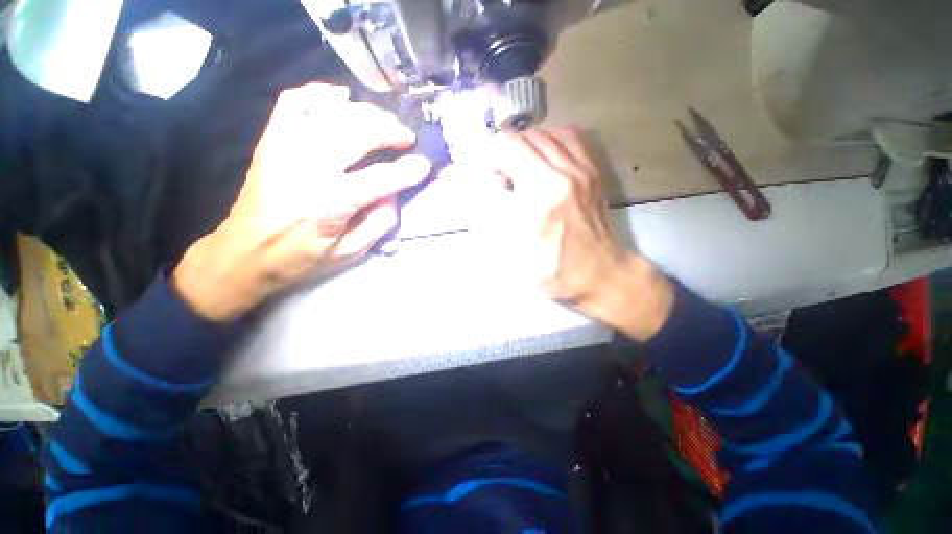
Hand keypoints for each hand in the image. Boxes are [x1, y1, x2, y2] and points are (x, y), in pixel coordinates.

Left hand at [173, 84, 430, 321]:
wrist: (245, 251)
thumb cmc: (301, 258)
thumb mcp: (350, 253)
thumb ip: (379, 224)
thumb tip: (393, 194)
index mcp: (329, 203)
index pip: (379, 179)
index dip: (407, 170)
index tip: (425, 164)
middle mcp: (307, 168)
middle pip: (357, 133)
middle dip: (389, 130)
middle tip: (406, 137)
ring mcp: (286, 147)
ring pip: (333, 112)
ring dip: (366, 113)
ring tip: (384, 121)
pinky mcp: (272, 139)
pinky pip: (296, 101)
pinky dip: (322, 93)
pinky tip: (342, 99)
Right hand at [489, 127, 673, 340]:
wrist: (600, 274)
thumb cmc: (554, 269)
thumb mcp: (515, 250)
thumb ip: (497, 213)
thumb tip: (493, 185)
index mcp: (543, 194)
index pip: (509, 147)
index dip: (492, 159)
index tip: (492, 181)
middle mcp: (565, 173)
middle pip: (527, 137)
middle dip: (507, 154)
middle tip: (504, 180)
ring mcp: (584, 169)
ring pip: (547, 133)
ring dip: (527, 147)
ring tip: (523, 170)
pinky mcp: (594, 172)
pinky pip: (571, 137)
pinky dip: (551, 141)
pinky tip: (545, 162)